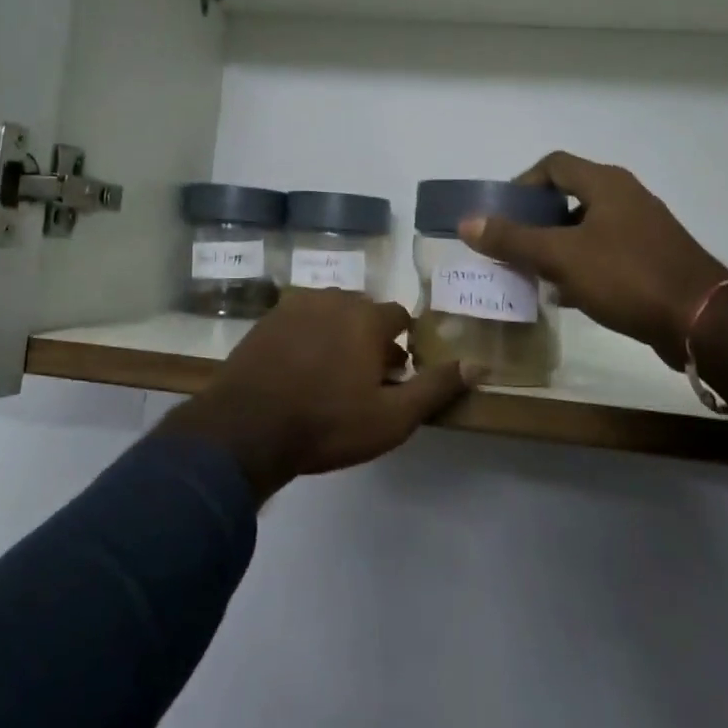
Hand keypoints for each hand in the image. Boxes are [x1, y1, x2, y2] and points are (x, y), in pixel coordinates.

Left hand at [158, 290, 476, 500]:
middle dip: (370, 338)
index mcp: (366, 317)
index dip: (402, 344)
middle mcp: (333, 299)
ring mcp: (295, 306)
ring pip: (330, 313)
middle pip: (363, 311)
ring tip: (331, 375)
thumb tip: (480, 364)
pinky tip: (299, 370)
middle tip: (364, 378)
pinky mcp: (266, 320)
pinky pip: (299, 321)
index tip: (396, 373)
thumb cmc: (328, 423)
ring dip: (338, 334)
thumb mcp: (392, 416)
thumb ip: (436, 387)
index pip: (399, 316)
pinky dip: (307, 337)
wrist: (247, 428)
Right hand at [458, 152, 727, 367]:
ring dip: (556, 246)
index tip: (502, 215)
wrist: (702, 321)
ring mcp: (643, 229)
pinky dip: (580, 266)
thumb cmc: (627, 276)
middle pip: (569, 196)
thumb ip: (512, 239)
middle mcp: (626, 197)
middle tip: (511, 246)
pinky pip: (605, 253)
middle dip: (535, 220)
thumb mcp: (561, 257)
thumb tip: (467, 222)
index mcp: (606, 184)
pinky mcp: (653, 260)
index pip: (553, 165)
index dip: (522, 184)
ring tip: (532, 273)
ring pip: (586, 228)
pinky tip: (566, 295)